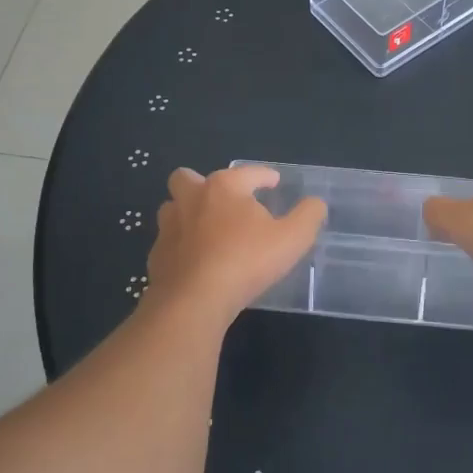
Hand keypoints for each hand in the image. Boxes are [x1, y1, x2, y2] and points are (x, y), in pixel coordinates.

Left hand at [147, 166, 325, 318]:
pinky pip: (168, 242)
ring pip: (172, 208)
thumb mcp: (292, 238)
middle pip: (187, 178)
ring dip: (187, 213)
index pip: (247, 172)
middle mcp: (191, 199)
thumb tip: (315, 203)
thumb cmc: (246, 261)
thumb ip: (308, 216)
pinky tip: (196, 261)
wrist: (194, 300)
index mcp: (224, 187)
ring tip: (208, 230)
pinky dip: (181, 246)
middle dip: (204, 184)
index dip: (264, 175)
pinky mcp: (156, 255)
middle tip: (225, 201)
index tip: (273, 182)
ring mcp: (169, 227)